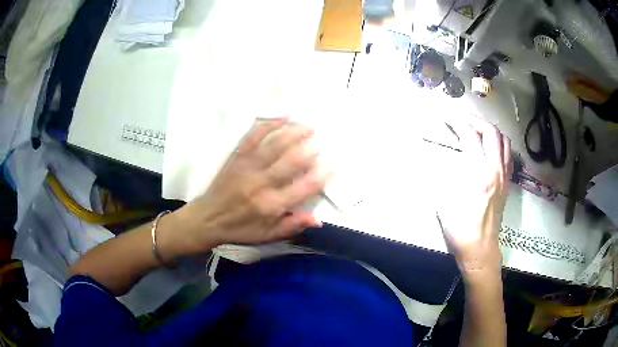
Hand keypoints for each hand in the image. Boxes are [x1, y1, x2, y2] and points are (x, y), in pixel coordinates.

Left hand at [171, 118, 329, 254]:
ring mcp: (247, 167)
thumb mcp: (267, 236)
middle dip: (310, 149)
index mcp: (270, 205)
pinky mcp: (237, 157)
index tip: (334, 165)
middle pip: (290, 162)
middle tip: (323, 141)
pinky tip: (283, 117)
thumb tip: (318, 220)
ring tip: (309, 127)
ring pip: (274, 145)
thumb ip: (292, 226)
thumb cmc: (240, 229)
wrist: (207, 218)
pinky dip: (269, 125)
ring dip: (294, 133)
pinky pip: (254, 137)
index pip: (302, 188)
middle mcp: (260, 183)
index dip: (321, 176)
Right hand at [439, 116, 511, 274]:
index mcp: (479, 174)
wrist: (480, 250)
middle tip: (461, 121)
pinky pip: (507, 156)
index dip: (457, 122)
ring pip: (503, 142)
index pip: (470, 137)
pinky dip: (499, 146)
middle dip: (475, 121)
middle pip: (491, 132)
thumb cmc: (461, 230)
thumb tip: (439, 161)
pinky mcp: (507, 184)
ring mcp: (504, 177)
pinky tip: (490, 150)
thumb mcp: (444, 203)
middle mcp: (495, 170)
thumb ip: (443, 176)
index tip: (446, 117)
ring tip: (477, 132)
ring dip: (490, 131)